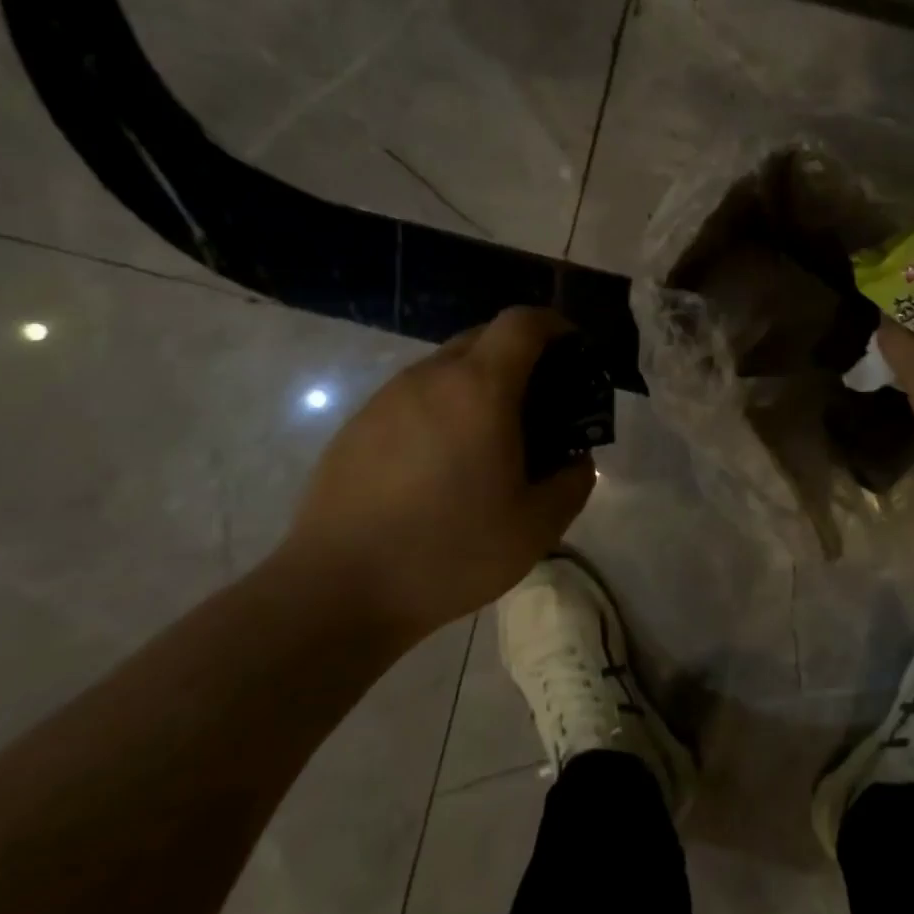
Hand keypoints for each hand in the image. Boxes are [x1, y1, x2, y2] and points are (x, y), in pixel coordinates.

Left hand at [282, 308, 595, 636]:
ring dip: (479, 385)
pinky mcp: (356, 426)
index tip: (575, 354)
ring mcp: (386, 399)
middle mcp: (429, 378)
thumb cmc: (450, 552)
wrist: (337, 590)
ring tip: (491, 441)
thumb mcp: (537, 526)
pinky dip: (443, 410)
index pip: (522, 322)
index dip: (555, 326)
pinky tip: (442, 465)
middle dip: (521, 357)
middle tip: (541, 406)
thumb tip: (575, 460)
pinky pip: (414, 398)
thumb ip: (573, 481)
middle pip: (483, 337)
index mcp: (480, 389)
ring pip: (446, 368)